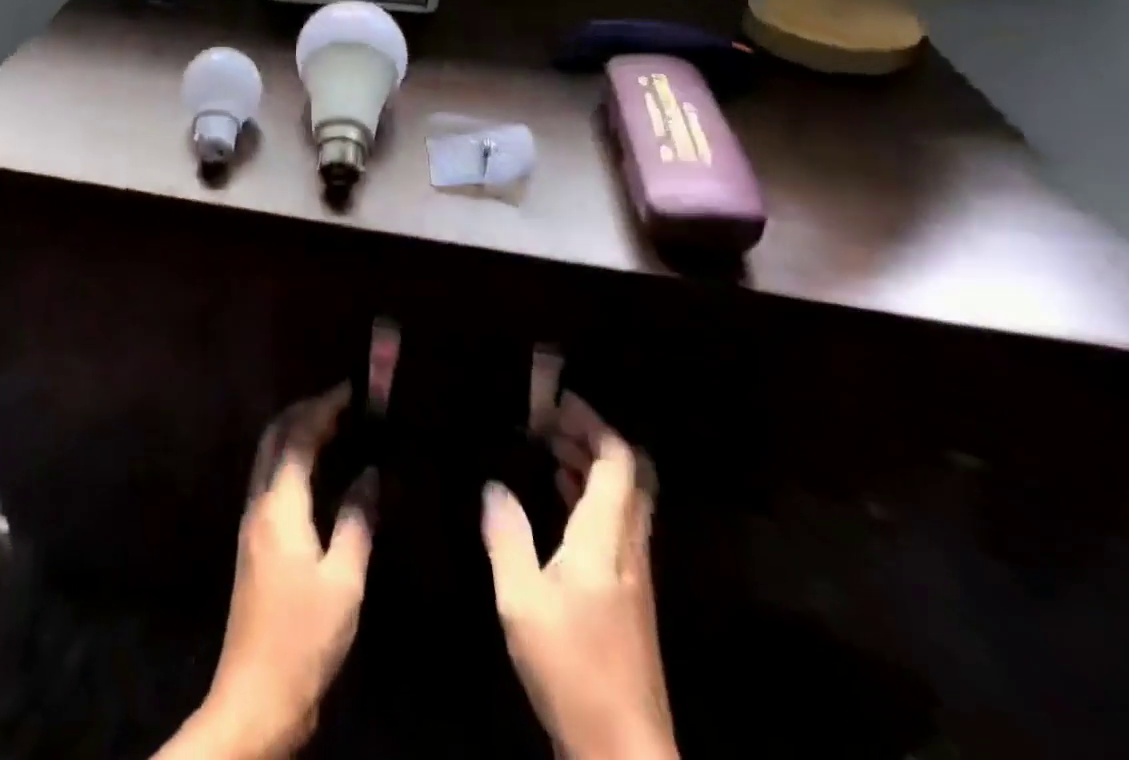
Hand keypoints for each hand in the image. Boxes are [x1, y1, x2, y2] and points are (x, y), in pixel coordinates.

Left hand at [156, 384, 375, 759]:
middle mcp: (259, 502)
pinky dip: (294, 458)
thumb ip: (356, 520)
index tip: (353, 391)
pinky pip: (272, 478)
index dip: (324, 407)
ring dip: (298, 431)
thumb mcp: (343, 581)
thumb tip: (370, 474)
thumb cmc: (304, 638)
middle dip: (306, 410)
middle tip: (344, 402)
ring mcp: (252, 521)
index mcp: (279, 505)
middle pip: (275, 436)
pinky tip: (320, 470)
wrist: (255, 697)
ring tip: (337, 426)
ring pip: (270, 455)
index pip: (298, 435)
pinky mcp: (254, 540)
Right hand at [483, 420, 676, 759]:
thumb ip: (507, 537)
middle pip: (628, 476)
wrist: (624, 751)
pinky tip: (560, 503)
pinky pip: (616, 524)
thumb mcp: (522, 600)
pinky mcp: (630, 597)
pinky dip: (591, 498)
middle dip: (592, 439)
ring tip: (549, 450)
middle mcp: (629, 548)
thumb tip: (493, 486)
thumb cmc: (572, 667)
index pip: (617, 462)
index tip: (556, 403)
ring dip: (591, 467)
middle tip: (550, 422)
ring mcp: (635, 575)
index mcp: (606, 539)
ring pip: (624, 500)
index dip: (592, 424)